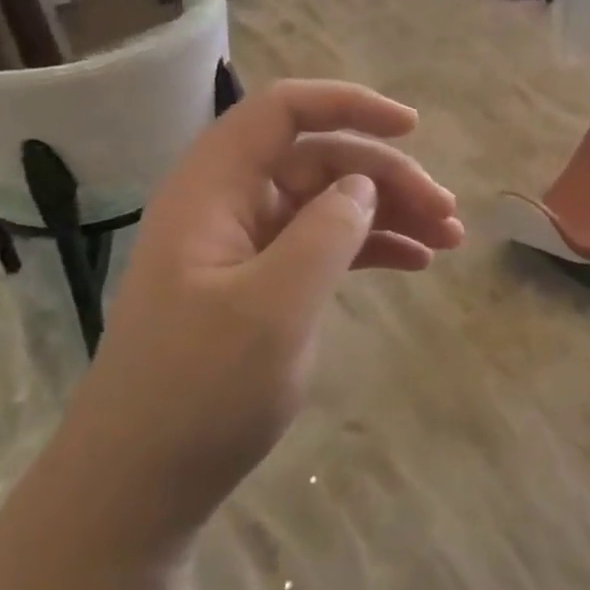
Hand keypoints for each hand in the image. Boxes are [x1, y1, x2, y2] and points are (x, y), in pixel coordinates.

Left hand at [64, 80, 463, 538]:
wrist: (140, 484)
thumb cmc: (198, 391)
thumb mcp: (273, 307)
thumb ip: (326, 232)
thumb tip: (364, 185)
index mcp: (214, 190)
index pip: (282, 111)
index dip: (349, 105)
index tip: (412, 128)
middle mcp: (230, 205)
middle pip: (320, 159)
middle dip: (389, 177)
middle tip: (448, 214)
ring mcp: (246, 246)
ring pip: (330, 202)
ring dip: (391, 212)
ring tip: (449, 239)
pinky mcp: (262, 284)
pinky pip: (326, 244)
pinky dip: (372, 247)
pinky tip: (416, 263)